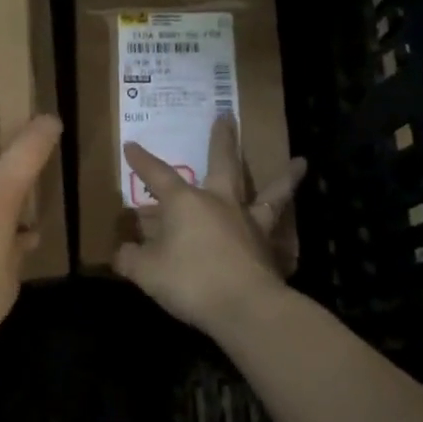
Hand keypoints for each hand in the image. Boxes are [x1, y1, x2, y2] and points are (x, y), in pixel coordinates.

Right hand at [114, 114, 306, 333]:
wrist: (244, 306)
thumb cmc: (190, 282)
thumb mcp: (146, 272)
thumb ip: (131, 259)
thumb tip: (121, 252)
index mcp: (185, 203)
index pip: (157, 175)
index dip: (142, 161)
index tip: (131, 146)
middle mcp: (220, 202)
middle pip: (222, 163)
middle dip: (222, 139)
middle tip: (227, 115)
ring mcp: (249, 222)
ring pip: (270, 192)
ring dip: (284, 177)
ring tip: (301, 162)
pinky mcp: (268, 246)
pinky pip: (279, 230)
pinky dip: (285, 227)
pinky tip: (288, 230)